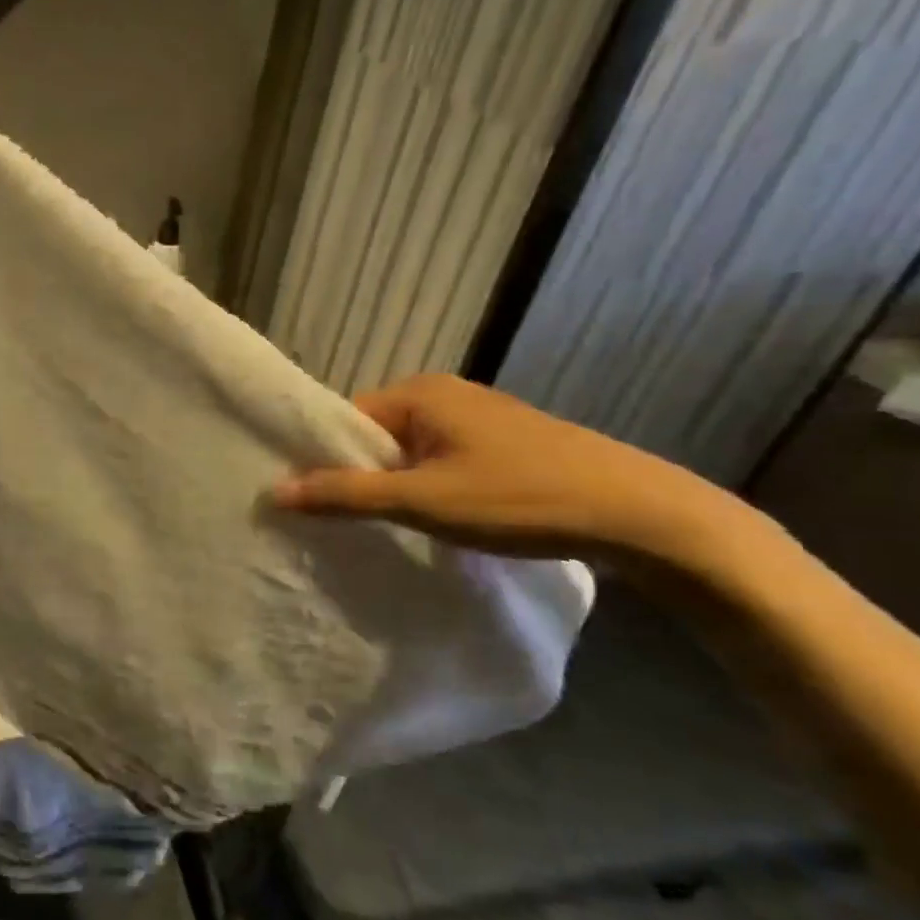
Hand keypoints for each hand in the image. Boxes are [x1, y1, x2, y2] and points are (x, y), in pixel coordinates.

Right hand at [271, 374, 732, 565]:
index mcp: (419, 393)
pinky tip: (439, 520)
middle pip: (377, 435)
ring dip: (398, 485)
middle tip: (347, 522)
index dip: (326, 460)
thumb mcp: (422, 502)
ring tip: (390, 526)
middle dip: (362, 475)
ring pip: (412, 451)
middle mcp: (445, 394)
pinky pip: (444, 459)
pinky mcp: (508, 443)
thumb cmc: (519, 498)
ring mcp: (480, 417)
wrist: (644, 516)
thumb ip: (346, 495)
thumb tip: (275, 491)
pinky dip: (431, 486)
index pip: (346, 420)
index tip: (314, 502)